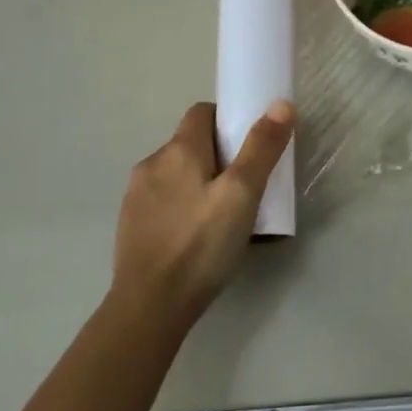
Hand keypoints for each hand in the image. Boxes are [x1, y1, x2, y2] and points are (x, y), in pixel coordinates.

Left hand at [110, 100, 295, 325]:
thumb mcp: (242, 194)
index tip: (250, 147)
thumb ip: (261, 148)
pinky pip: (164, 200)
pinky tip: (197, 235)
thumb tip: (280, 104)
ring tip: (223, 214)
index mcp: (178, 150)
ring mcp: (136, 196)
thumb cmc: (201, 244)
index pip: (202, 112)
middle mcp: (151, 164)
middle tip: (246, 186)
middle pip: (190, 143)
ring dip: (199, 182)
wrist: (150, 306)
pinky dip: (182, 206)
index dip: (228, 121)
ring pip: (176, 173)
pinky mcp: (130, 224)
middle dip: (219, 155)